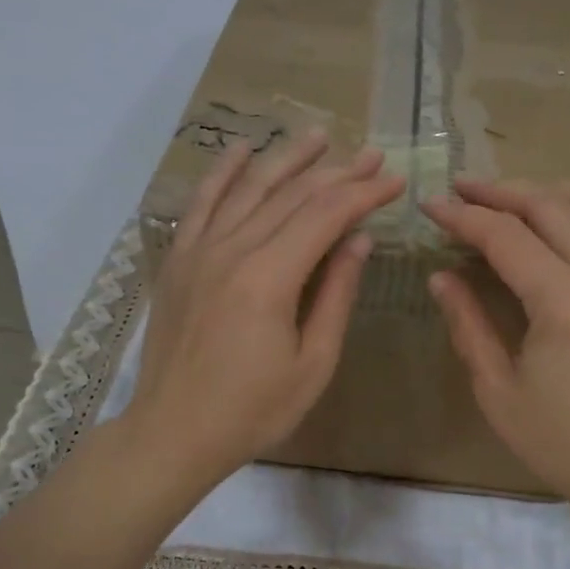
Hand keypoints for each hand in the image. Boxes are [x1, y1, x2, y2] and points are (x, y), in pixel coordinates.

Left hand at [125, 131, 404, 490]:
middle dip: (338, 172)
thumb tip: (359, 240)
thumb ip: (337, 295)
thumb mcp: (313, 363)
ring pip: (249, 189)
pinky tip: (243, 150)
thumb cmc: (253, 410)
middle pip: (292, 195)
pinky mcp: (178, 260)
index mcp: (269, 278)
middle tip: (373, 155)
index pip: (326, 216)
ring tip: (320, 136)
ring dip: (288, 159)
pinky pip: (202, 203)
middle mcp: (232, 250)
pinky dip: (223, 173)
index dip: (364, 194)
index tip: (395, 181)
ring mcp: (198, 251)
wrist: (174, 432)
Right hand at [423, 178, 569, 520]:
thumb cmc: (562, 441)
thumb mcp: (498, 390)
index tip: (430, 206)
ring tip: (504, 197)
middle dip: (498, 192)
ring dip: (541, 192)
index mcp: (565, 300)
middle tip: (460, 189)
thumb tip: (442, 276)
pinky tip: (557, 223)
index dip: (463, 216)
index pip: (505, 235)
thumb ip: (468, 324)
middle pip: (548, 205)